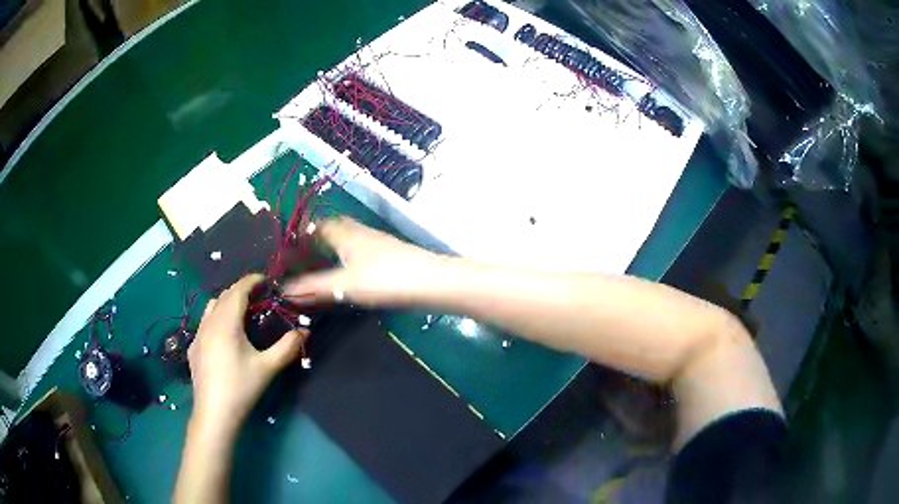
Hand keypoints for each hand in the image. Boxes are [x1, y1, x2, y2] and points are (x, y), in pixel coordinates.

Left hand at [188, 274, 306, 434]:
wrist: (215, 414)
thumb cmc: (242, 387)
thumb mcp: (268, 367)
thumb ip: (288, 347)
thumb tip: (305, 331)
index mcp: (226, 322)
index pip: (239, 290)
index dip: (252, 281)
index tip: (267, 281)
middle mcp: (209, 322)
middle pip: (224, 295)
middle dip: (241, 291)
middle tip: (259, 298)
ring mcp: (198, 335)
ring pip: (211, 307)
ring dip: (227, 302)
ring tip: (242, 313)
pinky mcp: (193, 348)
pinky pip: (205, 323)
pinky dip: (216, 318)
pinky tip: (225, 337)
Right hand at [284, 217, 441, 304]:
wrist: (433, 283)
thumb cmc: (385, 279)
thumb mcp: (344, 285)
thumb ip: (313, 288)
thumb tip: (283, 290)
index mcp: (346, 234)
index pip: (319, 223)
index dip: (303, 231)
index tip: (289, 245)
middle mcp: (360, 233)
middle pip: (334, 229)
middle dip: (317, 240)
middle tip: (302, 257)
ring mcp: (377, 245)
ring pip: (349, 241)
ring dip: (333, 250)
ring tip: (320, 268)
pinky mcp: (390, 258)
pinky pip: (360, 254)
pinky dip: (348, 262)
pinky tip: (348, 277)